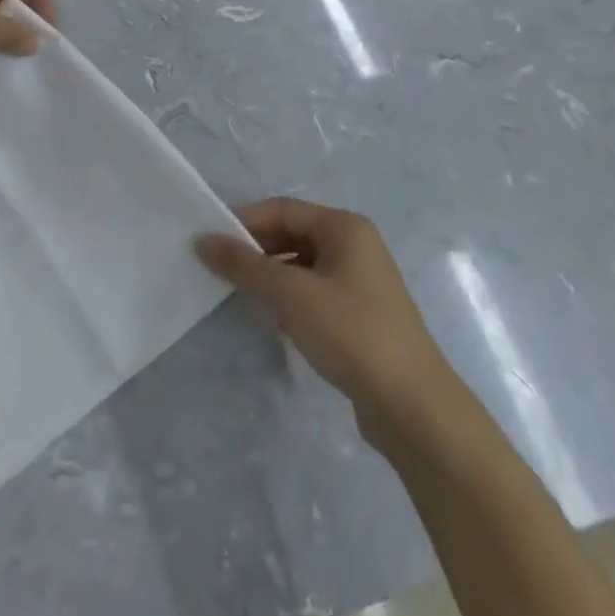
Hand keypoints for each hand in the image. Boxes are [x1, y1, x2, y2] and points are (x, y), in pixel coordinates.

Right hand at [196, 198, 446, 448]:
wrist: (412, 406)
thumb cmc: (351, 333)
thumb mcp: (291, 294)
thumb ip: (244, 265)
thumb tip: (202, 240)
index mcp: (345, 228)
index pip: (282, 209)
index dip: (244, 222)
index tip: (209, 242)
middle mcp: (355, 246)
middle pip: (292, 234)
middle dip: (255, 250)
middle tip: (218, 269)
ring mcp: (360, 282)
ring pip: (301, 266)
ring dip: (270, 276)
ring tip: (240, 295)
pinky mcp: (360, 315)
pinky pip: (314, 292)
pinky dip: (289, 299)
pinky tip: (272, 320)